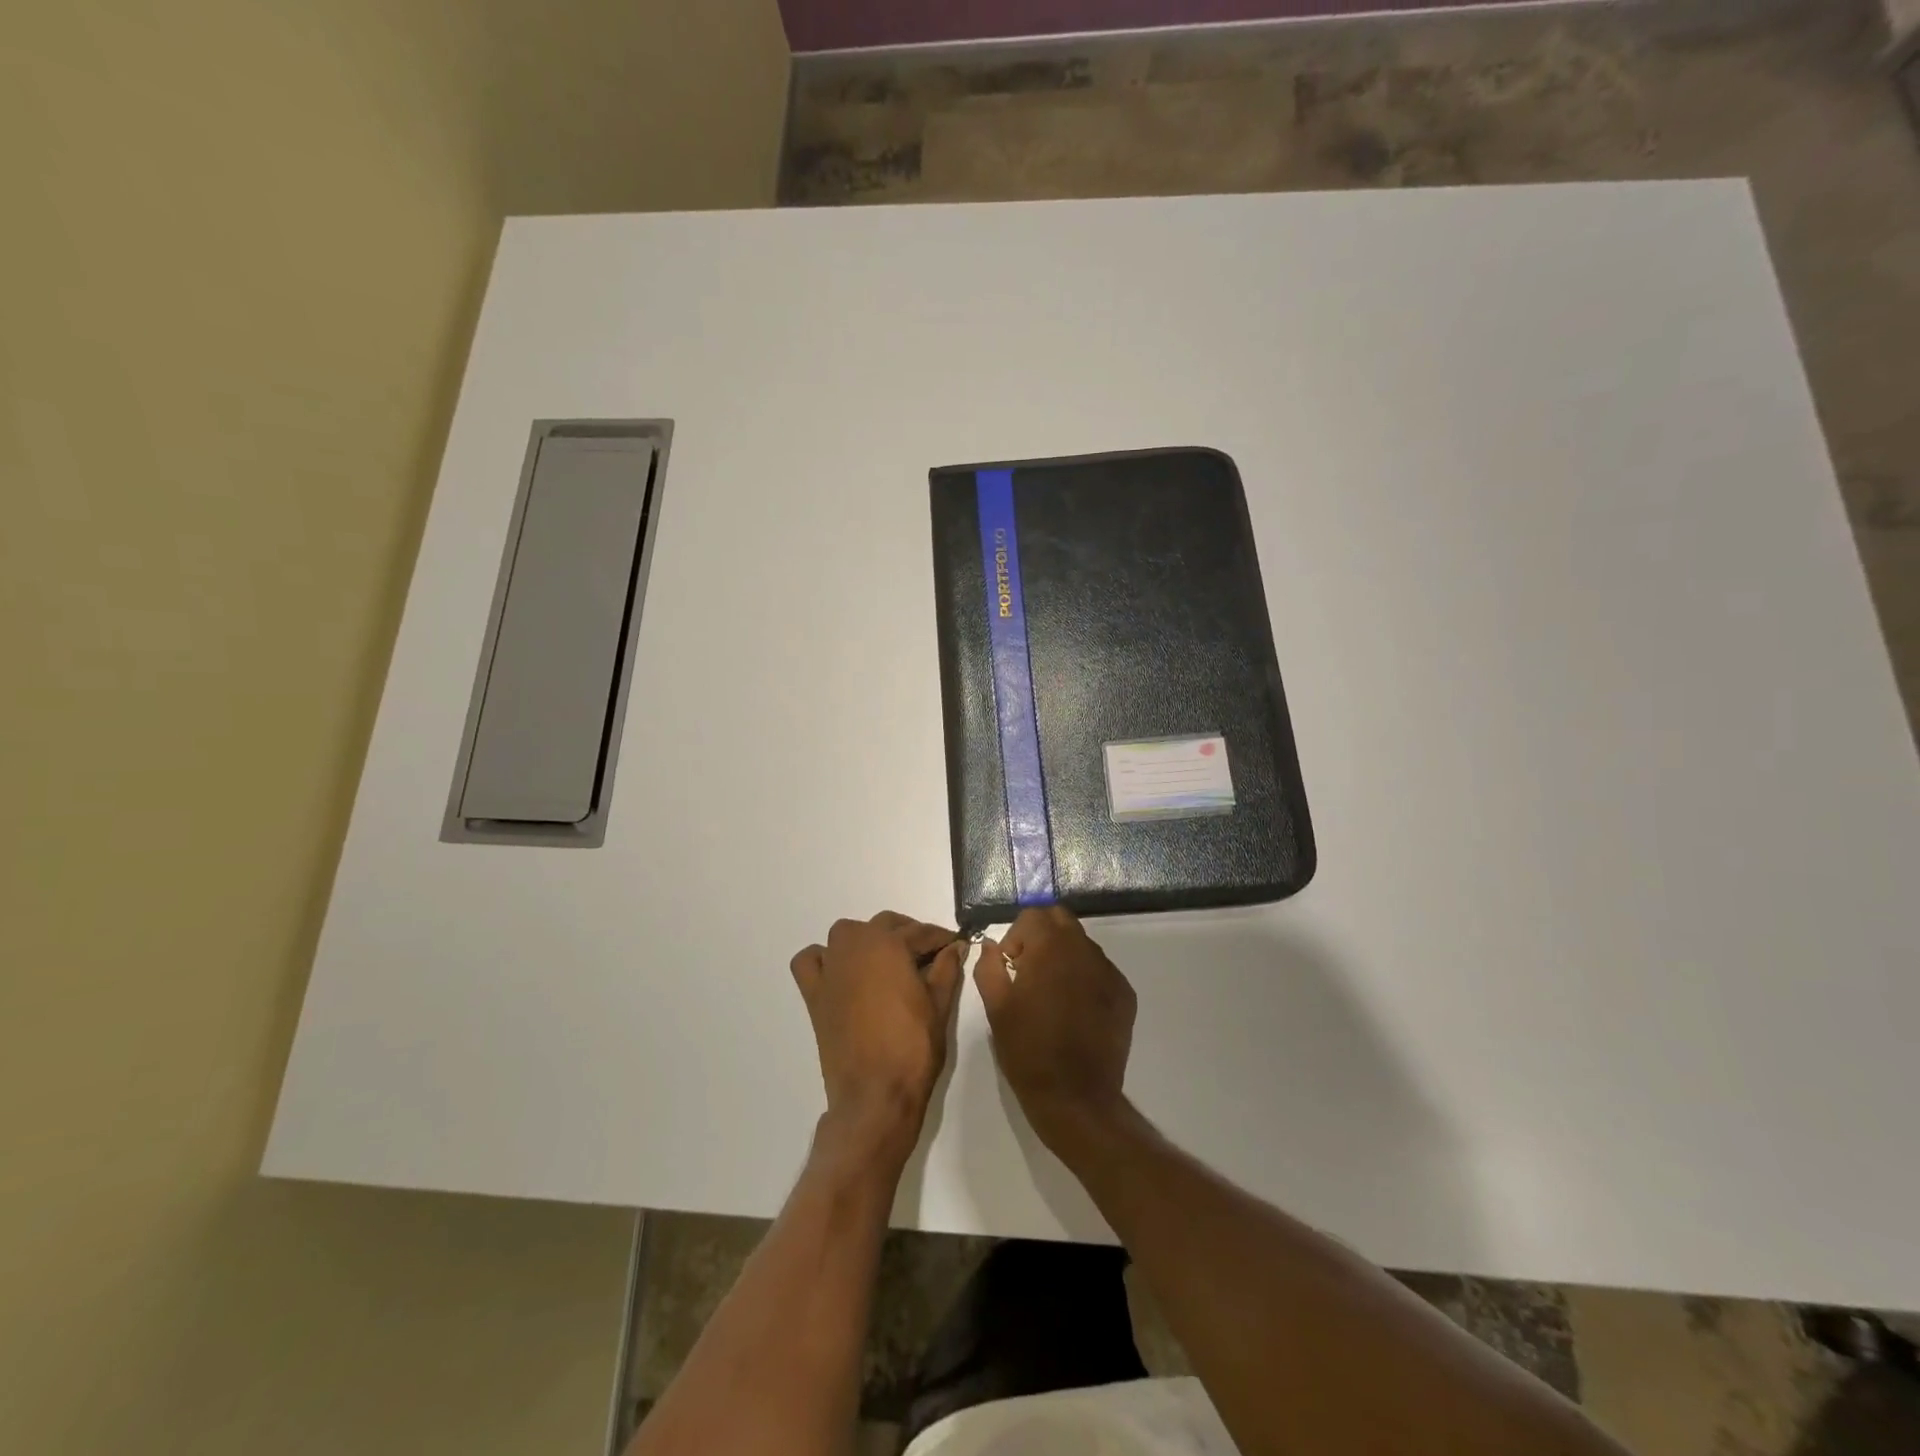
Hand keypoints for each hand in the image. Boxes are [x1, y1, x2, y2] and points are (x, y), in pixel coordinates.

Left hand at [790, 913, 962, 1168]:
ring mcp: (831, 969)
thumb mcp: (939, 1005)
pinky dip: (823, 958)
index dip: (941, 938)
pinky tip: (841, 971)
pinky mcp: (815, 994)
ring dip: (867, 938)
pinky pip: (811, 960)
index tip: (955, 943)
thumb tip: (956, 947)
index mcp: (889, 946)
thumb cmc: (913, 1048)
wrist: (875, 1095)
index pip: (920, 932)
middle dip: (908, 934)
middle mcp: (856, 947)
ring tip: (887, 960)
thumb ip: (947, 969)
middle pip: (884, 924)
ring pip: (846, 934)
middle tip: (928, 954)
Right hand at [974, 907, 1136, 1157]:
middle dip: (1041, 936)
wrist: (1076, 1098)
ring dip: (1063, 956)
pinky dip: (1084, 977)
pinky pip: (1099, 970)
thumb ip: (989, 967)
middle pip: (1061, 920)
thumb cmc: (1028, 1050)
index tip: (1010, 967)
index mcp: (1051, 947)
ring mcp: (1109, 971)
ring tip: (1052, 994)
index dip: (1016, 937)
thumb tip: (992, 947)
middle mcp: (1084, 950)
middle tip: (1028, 972)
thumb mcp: (996, 1007)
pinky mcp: (1125, 994)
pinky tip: (1075, 1010)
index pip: (1033, 915)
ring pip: (1081, 944)